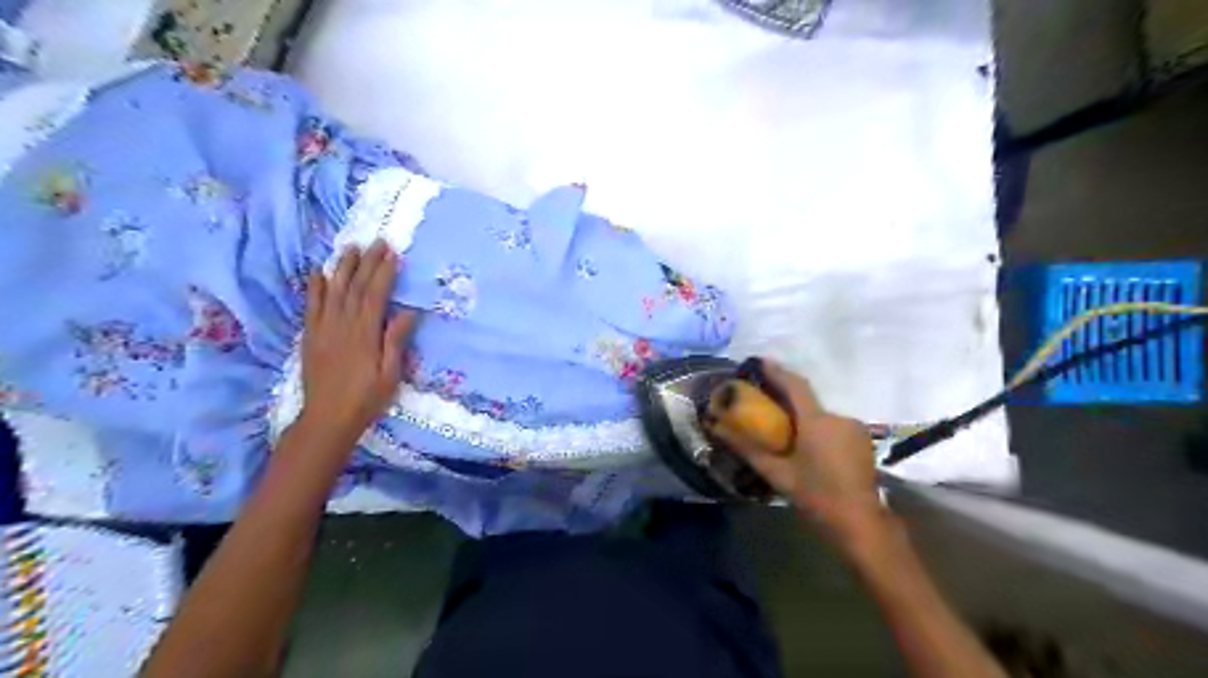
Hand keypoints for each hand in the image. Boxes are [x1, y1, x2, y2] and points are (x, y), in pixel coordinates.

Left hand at [298, 241, 421, 453]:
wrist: (327, 419)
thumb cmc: (365, 399)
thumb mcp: (390, 374)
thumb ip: (395, 341)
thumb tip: (408, 312)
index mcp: (364, 334)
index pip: (375, 295)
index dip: (384, 273)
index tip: (393, 254)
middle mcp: (342, 325)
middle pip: (355, 287)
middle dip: (367, 262)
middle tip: (377, 242)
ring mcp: (323, 329)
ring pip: (333, 291)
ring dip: (343, 267)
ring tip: (351, 248)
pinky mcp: (311, 336)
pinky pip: (311, 305)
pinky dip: (315, 287)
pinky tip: (319, 272)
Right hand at [711, 359, 883, 545]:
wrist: (861, 522)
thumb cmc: (816, 496)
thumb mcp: (777, 474)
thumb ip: (748, 449)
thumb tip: (719, 429)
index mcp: (816, 422)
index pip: (795, 386)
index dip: (777, 371)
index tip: (760, 362)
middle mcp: (838, 417)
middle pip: (808, 402)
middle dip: (788, 402)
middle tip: (768, 409)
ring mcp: (854, 427)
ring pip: (821, 416)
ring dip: (805, 421)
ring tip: (789, 437)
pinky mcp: (862, 439)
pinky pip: (833, 426)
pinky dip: (819, 431)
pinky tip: (811, 449)